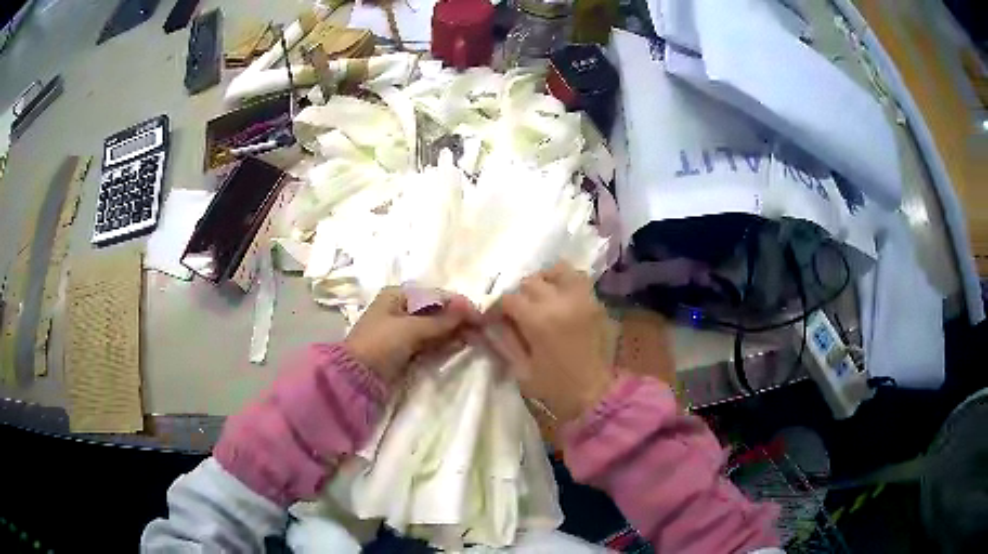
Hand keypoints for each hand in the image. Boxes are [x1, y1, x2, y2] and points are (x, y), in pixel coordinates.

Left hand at [345, 287, 479, 385]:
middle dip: (456, 318)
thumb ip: (441, 320)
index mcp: (397, 295)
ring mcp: (402, 330)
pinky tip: (459, 345)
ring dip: (452, 331)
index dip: (458, 304)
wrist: (356, 377)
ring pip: (434, 327)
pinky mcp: (404, 349)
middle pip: (435, 311)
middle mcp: (400, 309)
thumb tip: (469, 309)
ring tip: (474, 338)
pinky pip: (429, 342)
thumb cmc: (380, 343)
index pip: (435, 295)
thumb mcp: (411, 329)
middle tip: (480, 329)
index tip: (479, 315)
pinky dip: (443, 343)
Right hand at [488, 263, 614, 424]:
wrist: (597, 395)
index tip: (494, 318)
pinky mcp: (597, 303)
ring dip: (545, 280)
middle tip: (518, 312)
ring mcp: (583, 299)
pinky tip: (561, 299)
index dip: (497, 307)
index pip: (509, 298)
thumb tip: (487, 322)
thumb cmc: (555, 388)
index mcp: (538, 320)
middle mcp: (560, 301)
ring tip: (541, 297)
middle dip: (520, 295)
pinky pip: (580, 280)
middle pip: (531, 281)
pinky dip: (567, 283)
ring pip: (558, 270)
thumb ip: (502, 341)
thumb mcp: (520, 369)